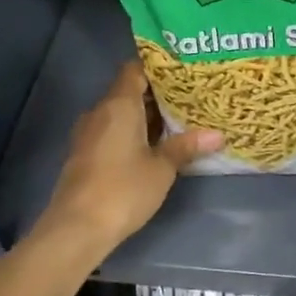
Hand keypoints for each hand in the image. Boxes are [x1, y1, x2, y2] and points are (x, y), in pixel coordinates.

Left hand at [38, 61, 220, 256]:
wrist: (77, 228)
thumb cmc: (123, 189)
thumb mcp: (162, 168)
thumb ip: (186, 147)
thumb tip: (217, 135)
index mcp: (119, 105)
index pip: (135, 69)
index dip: (158, 67)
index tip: (183, 70)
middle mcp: (100, 112)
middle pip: (129, 91)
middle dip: (158, 94)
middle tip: (191, 97)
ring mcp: (89, 134)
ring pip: (121, 113)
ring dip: (146, 116)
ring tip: (179, 120)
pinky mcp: (85, 154)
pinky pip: (112, 131)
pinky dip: (133, 132)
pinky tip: (155, 145)